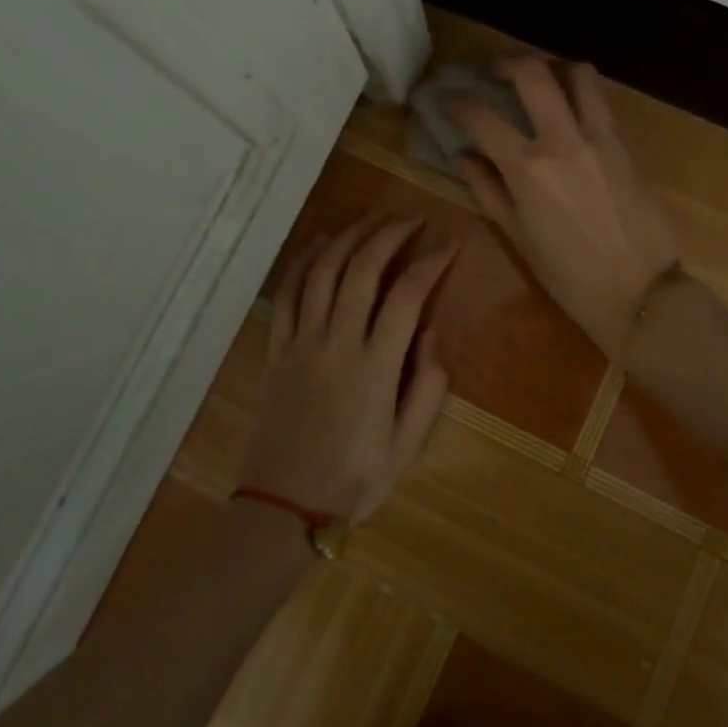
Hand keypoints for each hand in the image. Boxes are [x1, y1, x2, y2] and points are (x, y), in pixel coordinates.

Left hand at [240, 217, 456, 524]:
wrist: (283, 508)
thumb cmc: (353, 480)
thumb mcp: (407, 447)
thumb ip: (427, 388)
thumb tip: (432, 334)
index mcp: (375, 367)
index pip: (407, 296)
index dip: (432, 262)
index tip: (450, 243)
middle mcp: (337, 342)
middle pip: (363, 268)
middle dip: (391, 234)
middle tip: (413, 219)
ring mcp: (301, 342)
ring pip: (324, 271)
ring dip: (351, 236)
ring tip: (374, 218)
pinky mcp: (277, 349)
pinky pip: (288, 293)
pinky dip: (304, 260)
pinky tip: (320, 241)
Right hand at [449, 56, 680, 358]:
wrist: (641, 292)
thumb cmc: (570, 277)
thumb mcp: (518, 238)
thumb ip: (488, 190)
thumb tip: (464, 156)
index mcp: (529, 169)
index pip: (483, 117)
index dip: (458, 103)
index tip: (447, 100)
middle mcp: (564, 141)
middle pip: (533, 72)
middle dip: (506, 62)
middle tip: (494, 72)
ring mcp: (601, 138)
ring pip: (579, 74)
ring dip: (553, 66)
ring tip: (540, 78)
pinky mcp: (626, 145)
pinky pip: (601, 102)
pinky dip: (581, 93)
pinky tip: (569, 109)